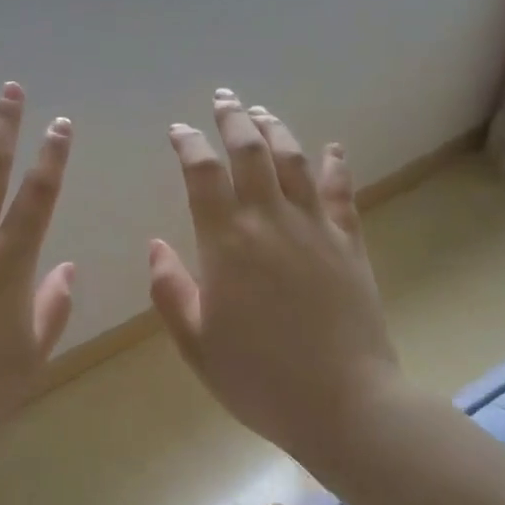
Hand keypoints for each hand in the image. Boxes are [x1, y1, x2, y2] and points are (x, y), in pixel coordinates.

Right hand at [148, 89, 405, 462]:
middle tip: (223, 99)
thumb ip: (170, 290)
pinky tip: (333, 148)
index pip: (203, 174)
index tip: (179, 130)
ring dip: (275, 130)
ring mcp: (315, 230)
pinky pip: (340, 194)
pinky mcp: (349, 245)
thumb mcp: (196, 342)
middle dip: (234, 120)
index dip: (189, 144)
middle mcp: (270, 222)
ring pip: (294, 162)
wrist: (345, 405)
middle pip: (251, 152)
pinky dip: (335, 166)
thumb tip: (155, 245)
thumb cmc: (259, 378)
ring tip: (262, 112)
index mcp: (227, 243)